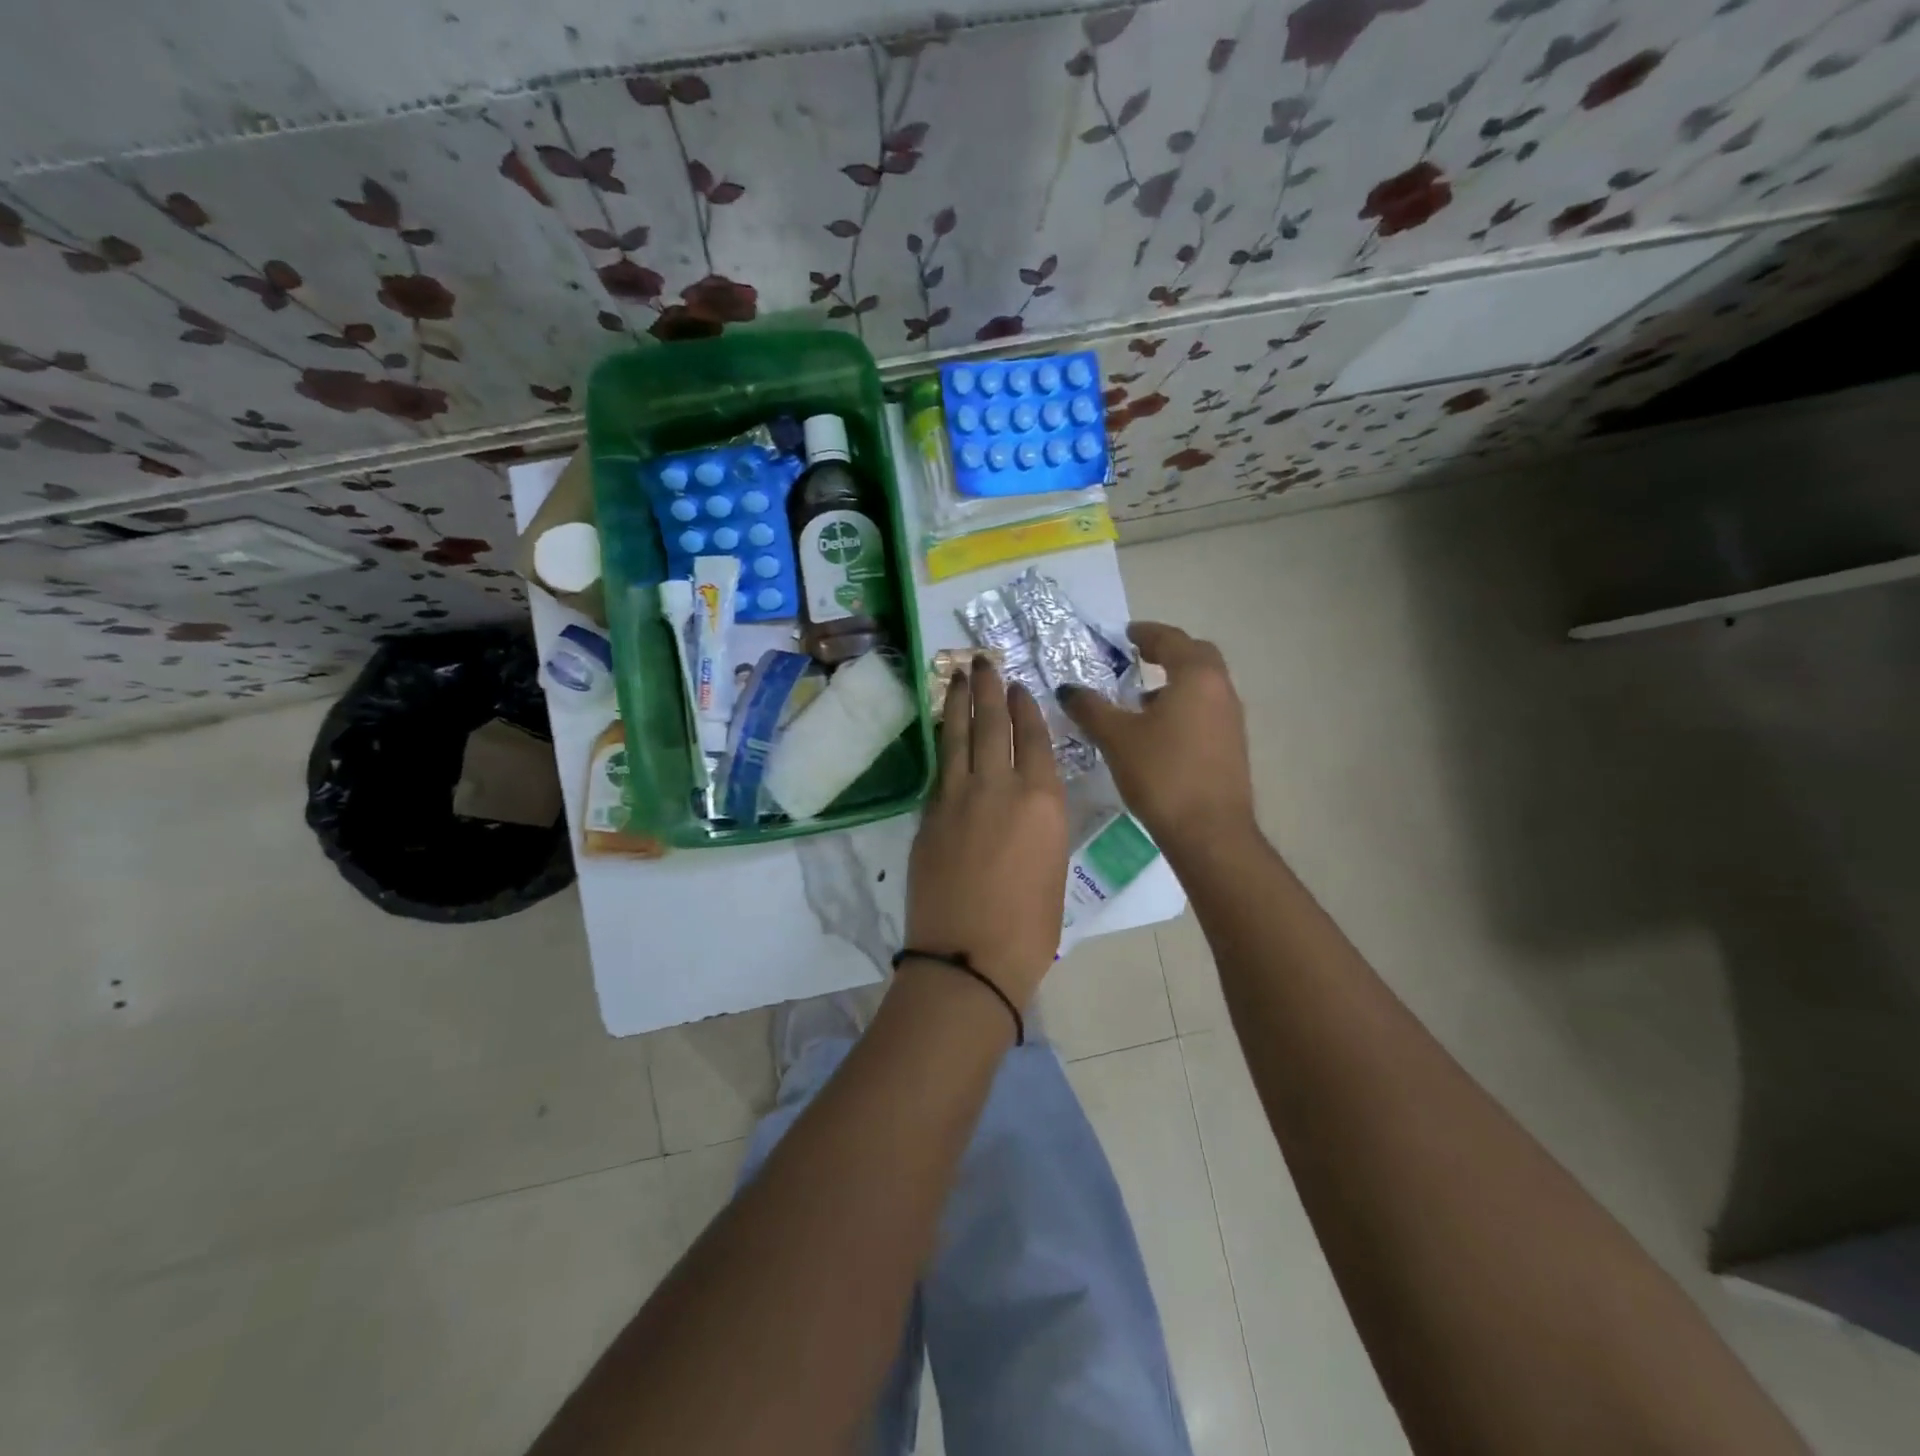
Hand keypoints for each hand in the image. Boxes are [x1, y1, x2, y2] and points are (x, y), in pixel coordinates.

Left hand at [905, 657, 1067, 1009]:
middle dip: (988, 688)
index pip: (1032, 737)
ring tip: (959, 675)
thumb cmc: (1030, 926)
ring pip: (959, 737)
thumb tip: (1025, 804)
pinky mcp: (929, 814)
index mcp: (1042, 800)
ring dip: (959, 703)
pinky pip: (940, 767)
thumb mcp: (1052, 865)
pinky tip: (943, 729)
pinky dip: (943, 741)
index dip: (1025, 707)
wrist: (969, 956)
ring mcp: (957, 798)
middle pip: (992, 724)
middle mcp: (999, 787)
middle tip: (981, 660)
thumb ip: (1039, 823)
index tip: (1018, 685)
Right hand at [1059, 621, 1254, 852]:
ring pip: (1203, 686)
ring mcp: (1232, 719)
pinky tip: (1158, 732)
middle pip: (1196, 656)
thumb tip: (1068, 689)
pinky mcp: (1232, 746)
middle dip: (1167, 652)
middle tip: (1138, 657)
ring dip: (1175, 682)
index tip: (1126, 633)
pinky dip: (1184, 706)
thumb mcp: (1116, 737)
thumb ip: (1090, 708)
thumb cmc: (1162, 774)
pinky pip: (1207, 710)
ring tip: (1141, 699)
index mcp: (1196, 677)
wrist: (1210, 831)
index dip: (1146, 633)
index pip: (1171, 640)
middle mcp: (1221, 690)